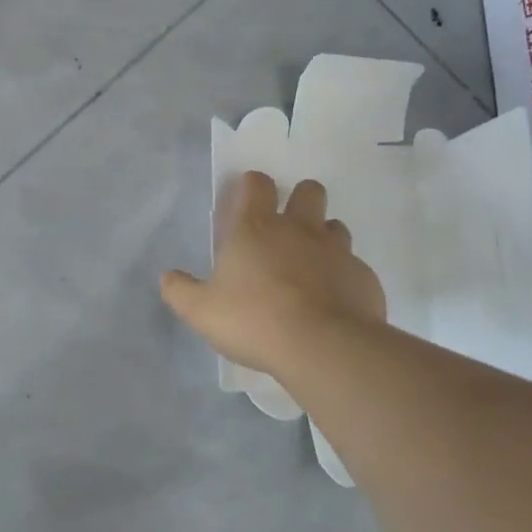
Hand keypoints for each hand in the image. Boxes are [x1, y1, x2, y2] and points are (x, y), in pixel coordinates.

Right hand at [161, 173, 386, 379]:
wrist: (323, 348)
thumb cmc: (254, 319)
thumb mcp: (202, 311)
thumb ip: (180, 291)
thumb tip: (167, 277)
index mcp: (256, 228)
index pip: (257, 183)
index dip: (252, 185)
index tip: (247, 200)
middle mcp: (299, 229)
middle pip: (309, 191)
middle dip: (300, 199)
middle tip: (287, 227)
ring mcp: (337, 251)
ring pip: (336, 227)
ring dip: (324, 238)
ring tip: (311, 266)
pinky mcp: (364, 277)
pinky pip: (354, 267)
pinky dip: (343, 277)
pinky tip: (333, 302)